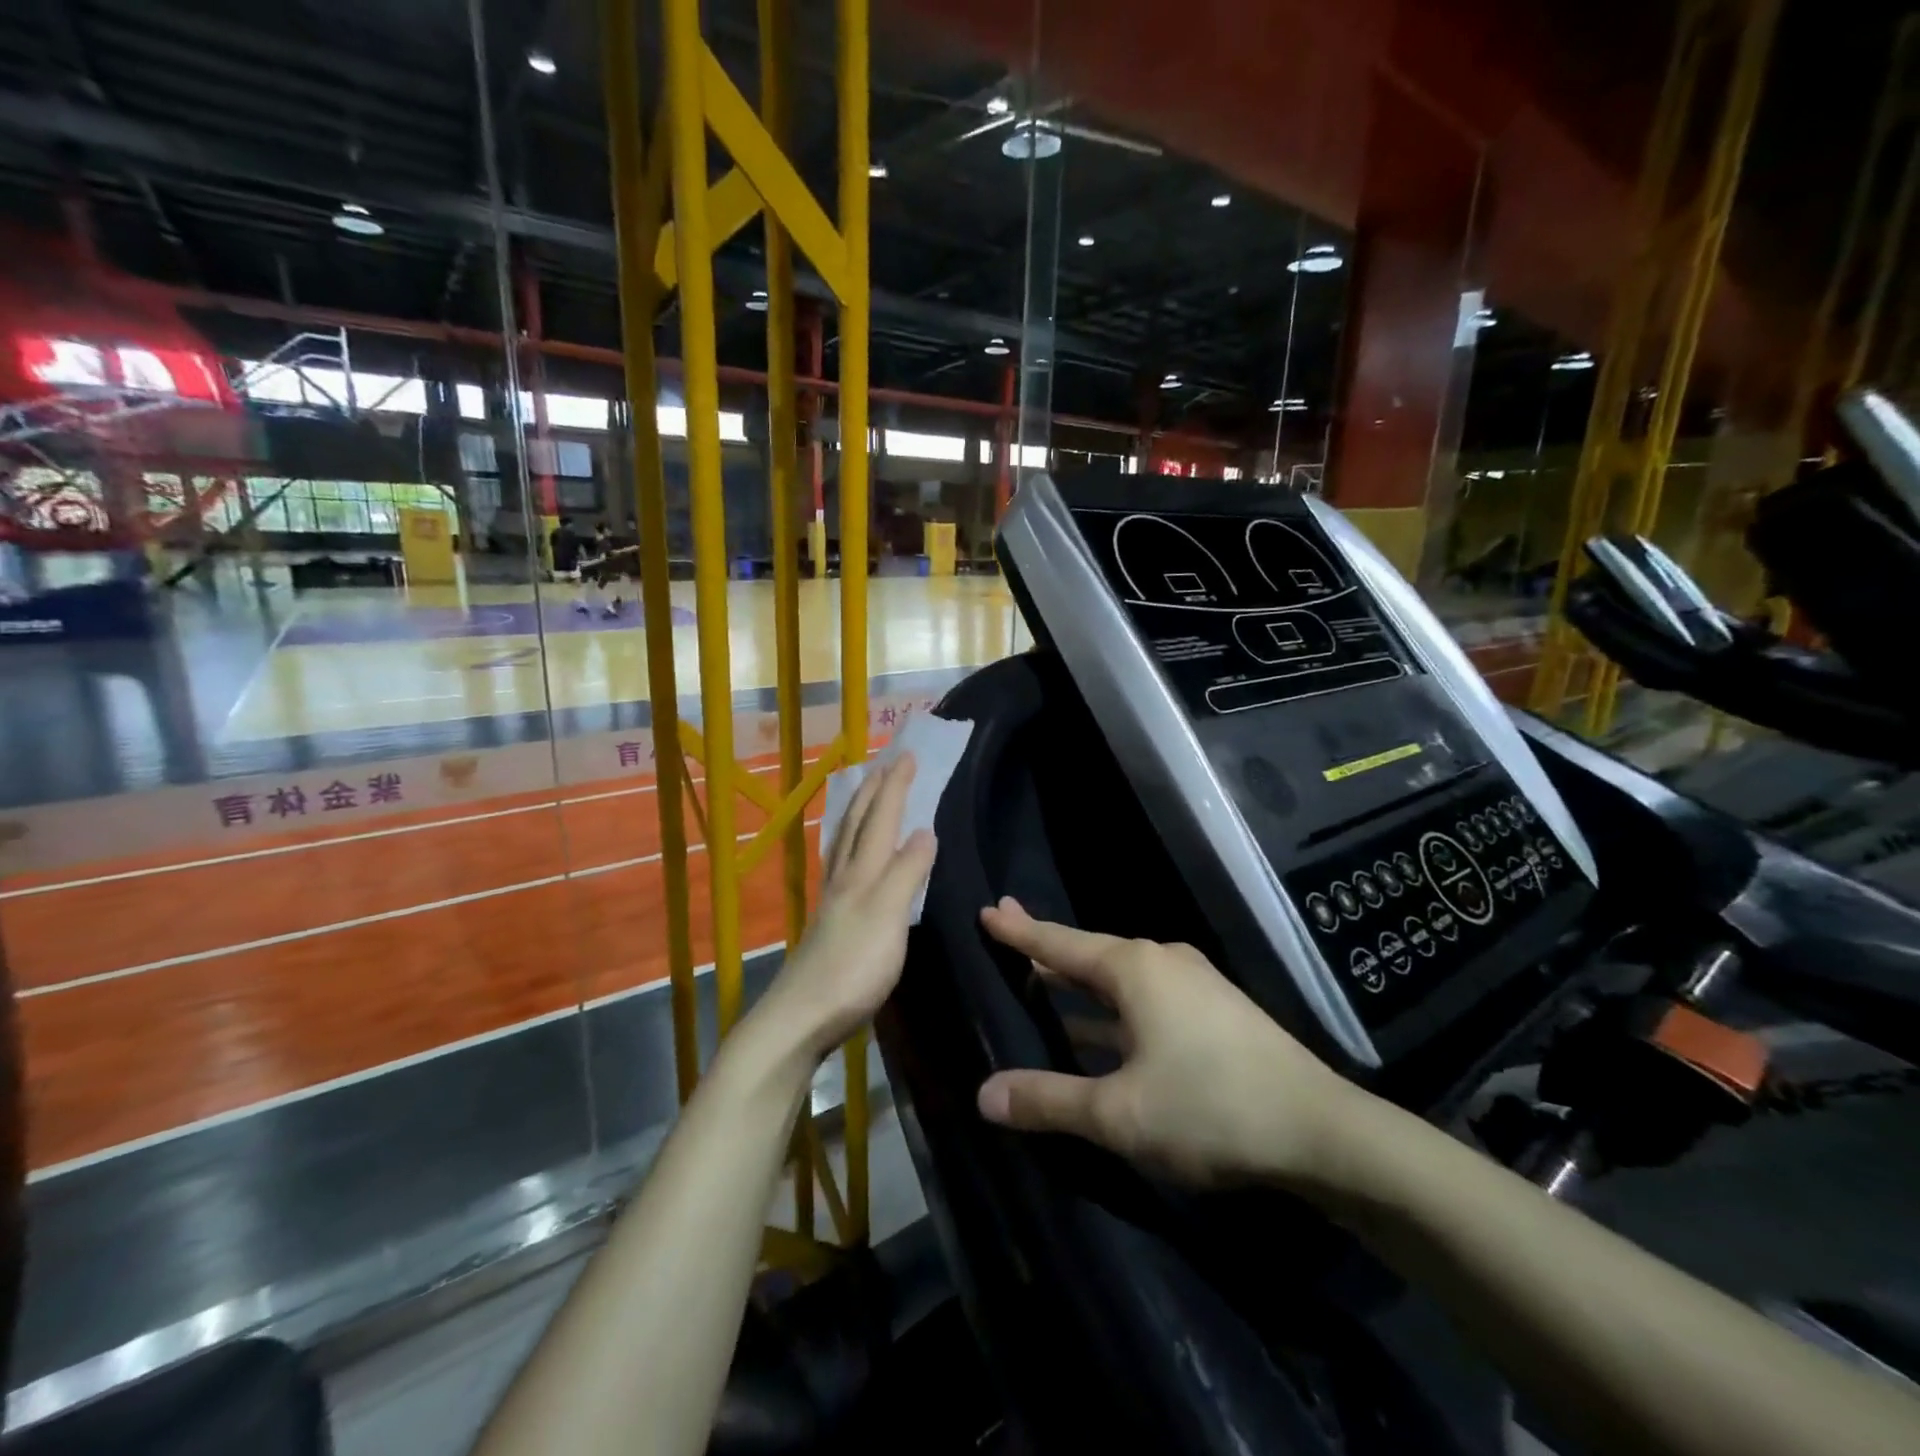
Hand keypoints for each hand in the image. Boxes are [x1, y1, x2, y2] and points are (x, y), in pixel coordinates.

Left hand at [747, 753, 935, 1063]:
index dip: (895, 787)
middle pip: (856, 824)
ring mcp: (833, 901)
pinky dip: (850, 847)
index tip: (908, 755)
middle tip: (883, 764)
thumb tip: (924, 830)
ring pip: (844, 844)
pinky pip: (842, 867)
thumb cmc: (853, 967)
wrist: (802, 1017)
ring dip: (857, 814)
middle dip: (872, 792)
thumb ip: (907, 872)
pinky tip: (851, 859)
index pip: (881, 818)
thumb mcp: (889, 915)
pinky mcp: (830, 924)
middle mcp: (844, 878)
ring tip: (864, 797)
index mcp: (861, 872)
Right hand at [974, 899, 1364, 1189]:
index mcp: (1134, 968)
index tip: (988, 910)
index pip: (1059, 943)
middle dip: (1046, 949)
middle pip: (1089, 953)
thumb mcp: (1119, 1113)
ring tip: (1042, 983)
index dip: (1020, 931)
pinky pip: (1144, 998)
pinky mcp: (1214, 1011)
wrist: (1323, 1131)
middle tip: (1008, 931)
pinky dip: (1111, 1008)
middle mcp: (1161, 961)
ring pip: (1118, 979)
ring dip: (1080, 984)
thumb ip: (1049, 1101)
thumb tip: (983, 1094)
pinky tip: (1099, 1031)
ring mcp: (1193, 984)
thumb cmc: (1210, 1108)